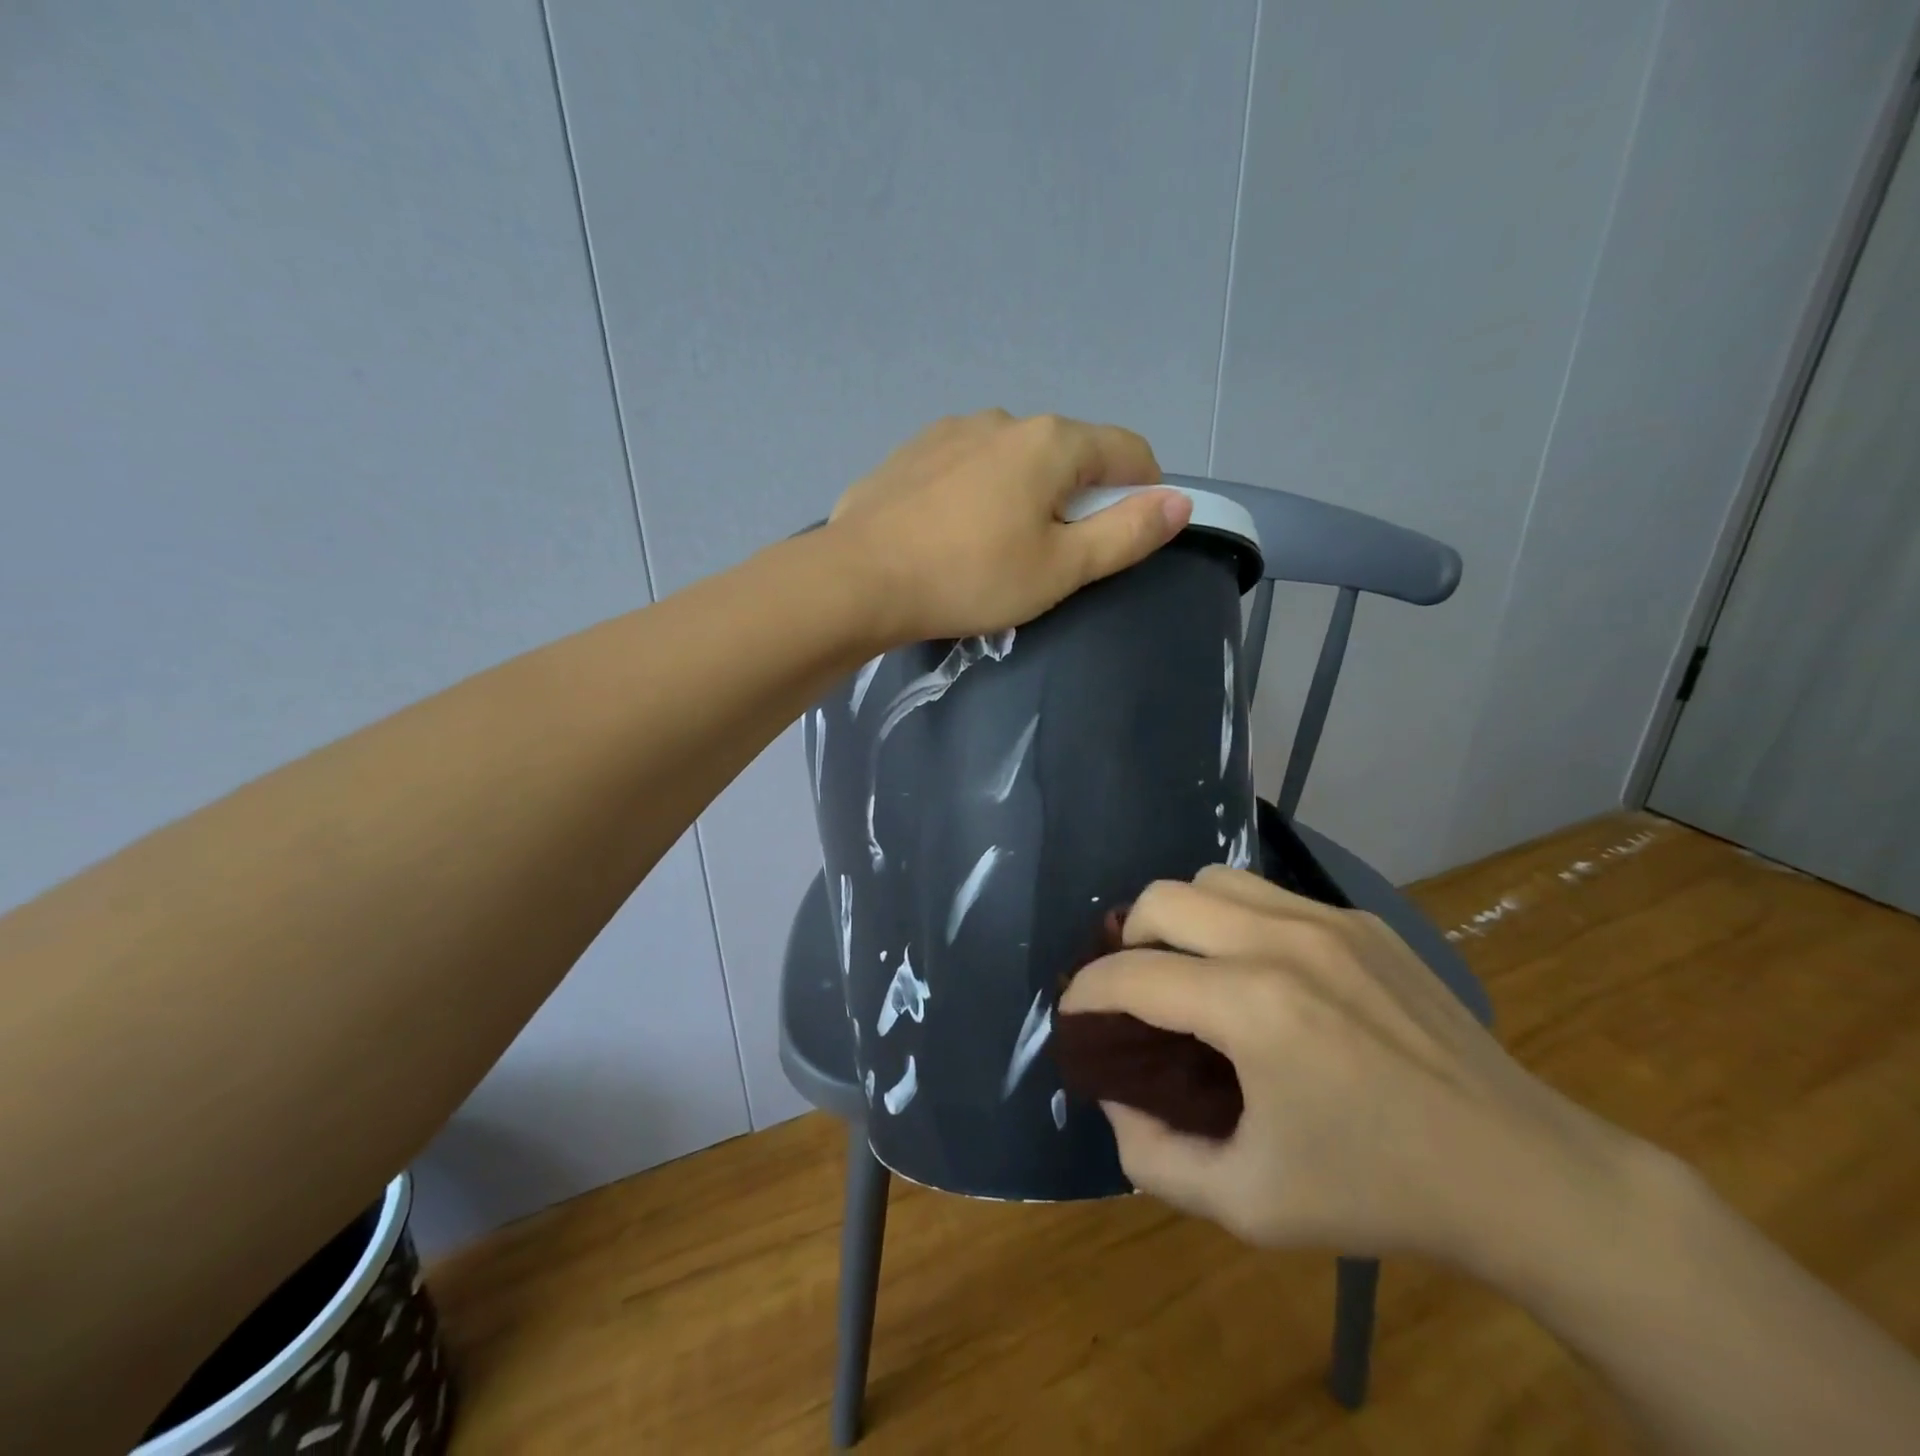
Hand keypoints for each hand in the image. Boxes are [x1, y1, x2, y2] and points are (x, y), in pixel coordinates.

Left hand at [826, 409, 1190, 643]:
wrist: (857, 580)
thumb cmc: (970, 578)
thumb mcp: (1060, 568)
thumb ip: (1126, 534)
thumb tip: (1180, 503)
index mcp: (1050, 442)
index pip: (1127, 450)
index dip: (1144, 490)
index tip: (1130, 534)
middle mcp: (1002, 420)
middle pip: (1067, 453)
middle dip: (1078, 498)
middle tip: (1056, 557)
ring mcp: (948, 432)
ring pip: (1012, 460)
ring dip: (1024, 495)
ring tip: (997, 550)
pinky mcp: (909, 455)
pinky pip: (964, 469)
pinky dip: (977, 495)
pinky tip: (952, 536)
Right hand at [1058, 866, 1640, 1275]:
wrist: (1524, 1172)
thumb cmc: (1379, 1192)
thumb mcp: (1248, 1204)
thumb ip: (1155, 1158)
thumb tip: (1117, 1102)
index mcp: (1252, 1008)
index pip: (1132, 976)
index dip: (1086, 993)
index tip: (1073, 1014)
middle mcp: (1283, 942)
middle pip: (1162, 899)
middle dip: (1126, 941)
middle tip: (1132, 991)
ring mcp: (1328, 922)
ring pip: (1213, 880)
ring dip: (1180, 918)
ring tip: (1188, 968)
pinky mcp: (1361, 921)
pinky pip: (1268, 895)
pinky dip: (1234, 919)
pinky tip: (1254, 970)